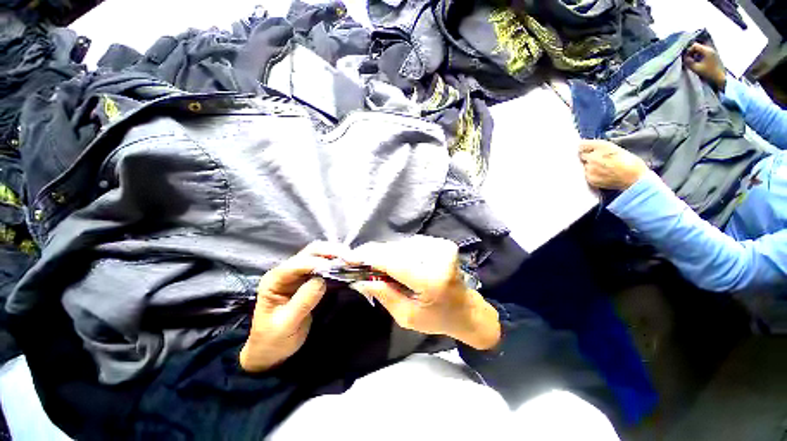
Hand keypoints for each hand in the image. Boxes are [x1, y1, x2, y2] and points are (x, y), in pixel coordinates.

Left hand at [240, 242, 349, 372]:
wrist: (272, 349)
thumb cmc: (273, 339)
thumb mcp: (285, 325)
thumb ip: (302, 302)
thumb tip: (322, 281)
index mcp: (275, 279)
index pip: (298, 263)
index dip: (318, 263)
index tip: (338, 266)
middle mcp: (288, 270)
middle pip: (312, 252)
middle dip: (334, 252)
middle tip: (353, 259)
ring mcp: (300, 273)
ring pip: (322, 255)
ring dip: (339, 255)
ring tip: (356, 261)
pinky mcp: (312, 278)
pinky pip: (328, 265)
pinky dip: (340, 264)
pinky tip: (351, 266)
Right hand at [347, 235, 500, 349]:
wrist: (466, 309)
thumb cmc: (437, 318)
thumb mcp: (407, 316)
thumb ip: (384, 294)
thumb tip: (361, 278)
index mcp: (431, 280)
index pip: (393, 262)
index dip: (370, 258)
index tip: (349, 257)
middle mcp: (438, 257)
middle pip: (395, 250)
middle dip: (375, 255)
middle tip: (359, 262)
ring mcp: (442, 246)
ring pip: (401, 245)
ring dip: (387, 254)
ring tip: (379, 266)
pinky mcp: (441, 243)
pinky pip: (410, 244)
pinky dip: (399, 252)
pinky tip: (397, 263)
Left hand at [579, 139, 648, 189]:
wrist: (636, 179)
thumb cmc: (631, 163)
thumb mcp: (617, 149)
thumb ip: (601, 148)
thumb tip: (589, 149)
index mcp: (602, 147)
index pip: (583, 144)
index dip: (584, 146)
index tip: (585, 148)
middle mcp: (594, 157)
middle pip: (582, 155)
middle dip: (588, 156)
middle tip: (598, 159)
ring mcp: (591, 169)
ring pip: (585, 165)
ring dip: (590, 165)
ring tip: (603, 168)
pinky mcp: (590, 178)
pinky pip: (587, 174)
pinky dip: (592, 174)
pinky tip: (603, 174)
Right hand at [684, 42, 725, 88]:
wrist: (721, 78)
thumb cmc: (709, 73)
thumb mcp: (696, 68)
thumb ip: (689, 62)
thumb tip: (684, 59)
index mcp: (706, 50)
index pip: (694, 46)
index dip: (688, 51)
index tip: (686, 58)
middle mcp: (710, 49)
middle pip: (698, 47)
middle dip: (692, 53)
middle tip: (688, 60)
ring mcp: (713, 52)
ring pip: (701, 50)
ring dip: (696, 55)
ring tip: (693, 62)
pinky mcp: (714, 56)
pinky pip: (705, 53)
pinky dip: (700, 56)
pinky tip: (699, 62)